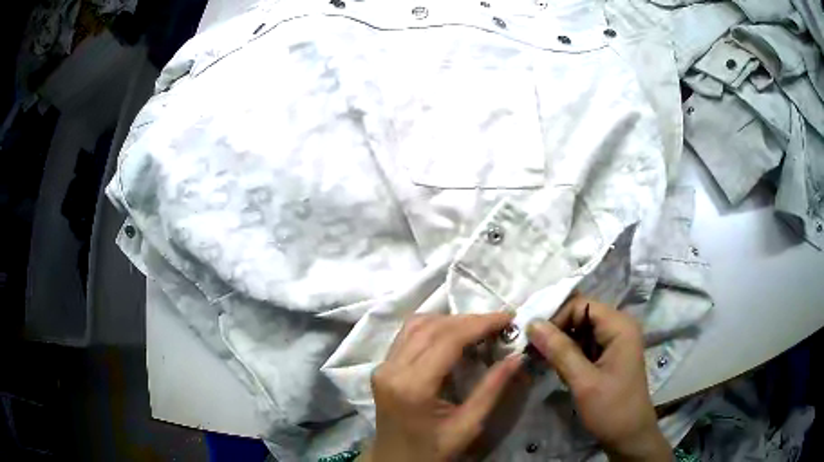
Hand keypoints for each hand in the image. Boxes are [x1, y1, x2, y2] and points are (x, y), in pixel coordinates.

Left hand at [364, 313, 522, 461]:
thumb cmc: (432, 451)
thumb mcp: (468, 426)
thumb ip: (491, 389)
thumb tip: (517, 356)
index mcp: (412, 387)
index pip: (448, 339)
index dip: (480, 323)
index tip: (509, 317)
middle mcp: (392, 369)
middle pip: (432, 327)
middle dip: (469, 320)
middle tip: (499, 323)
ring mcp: (382, 366)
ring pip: (417, 325)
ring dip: (450, 321)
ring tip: (479, 328)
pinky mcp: (382, 367)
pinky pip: (408, 335)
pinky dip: (433, 328)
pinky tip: (453, 336)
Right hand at [526, 296, 670, 460]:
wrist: (629, 436)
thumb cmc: (611, 409)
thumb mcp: (583, 381)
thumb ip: (559, 350)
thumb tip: (532, 323)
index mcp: (619, 326)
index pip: (581, 305)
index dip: (557, 318)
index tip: (535, 340)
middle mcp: (619, 327)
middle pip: (580, 315)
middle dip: (557, 331)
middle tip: (535, 352)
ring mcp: (615, 342)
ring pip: (580, 331)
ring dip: (561, 344)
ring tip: (545, 363)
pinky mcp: (609, 356)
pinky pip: (584, 345)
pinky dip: (569, 354)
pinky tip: (559, 370)